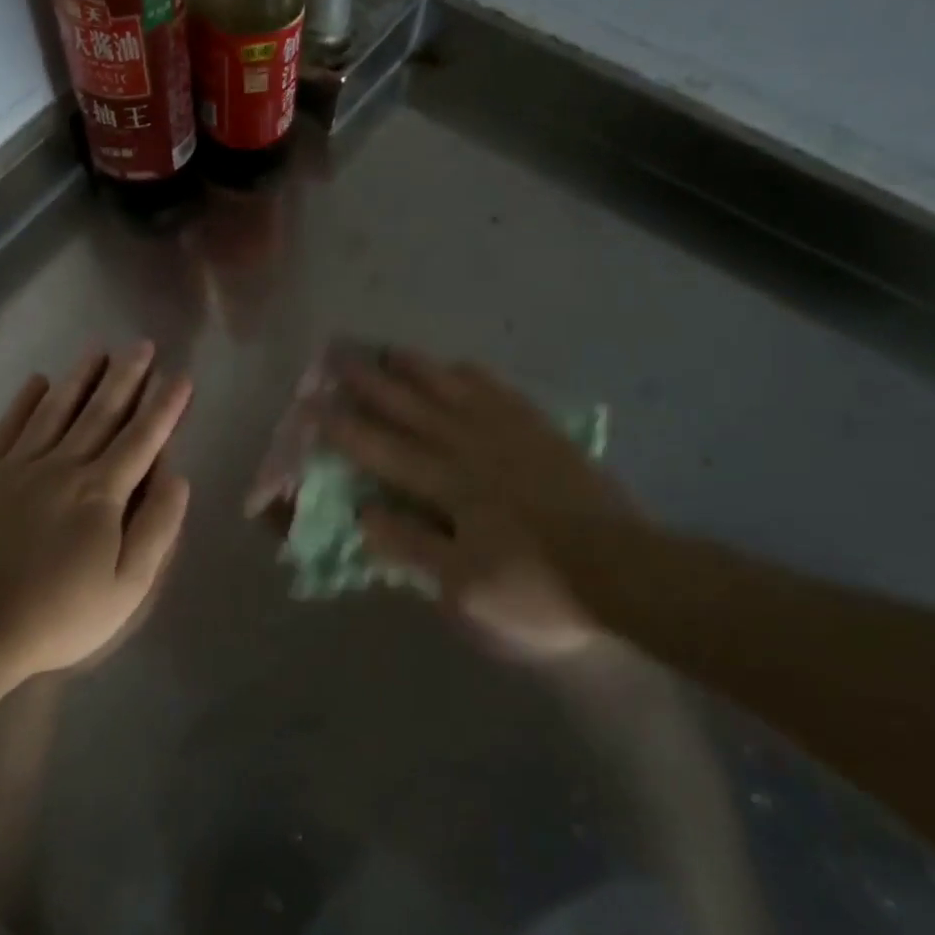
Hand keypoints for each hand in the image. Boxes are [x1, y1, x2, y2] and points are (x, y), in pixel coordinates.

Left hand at [0, 342, 192, 682]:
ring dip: (80, 378)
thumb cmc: (59, 614)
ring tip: (98, 349)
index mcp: (102, 492)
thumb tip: (177, 475)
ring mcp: (18, 467)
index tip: (181, 376)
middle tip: (142, 344)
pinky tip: (36, 382)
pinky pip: (8, 428)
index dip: (165, 407)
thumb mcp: (128, 585)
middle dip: (127, 377)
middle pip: (101, 413)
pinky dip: (23, 402)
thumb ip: (157, 526)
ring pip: (57, 410)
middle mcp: (63, 466)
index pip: (143, 439)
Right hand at [325, 350, 639, 658]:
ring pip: (453, 391)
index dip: (342, 429)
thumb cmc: (537, 584)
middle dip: (371, 383)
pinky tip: (462, 366)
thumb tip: (363, 513)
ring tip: (391, 349)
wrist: (624, 569)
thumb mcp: (464, 585)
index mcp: (447, 485)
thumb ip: (412, 546)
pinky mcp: (542, 434)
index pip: (382, 450)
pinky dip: (475, 377)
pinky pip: (501, 394)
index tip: (310, 406)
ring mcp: (509, 435)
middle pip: (411, 408)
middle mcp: (470, 448)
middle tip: (339, 356)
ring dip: (418, 369)